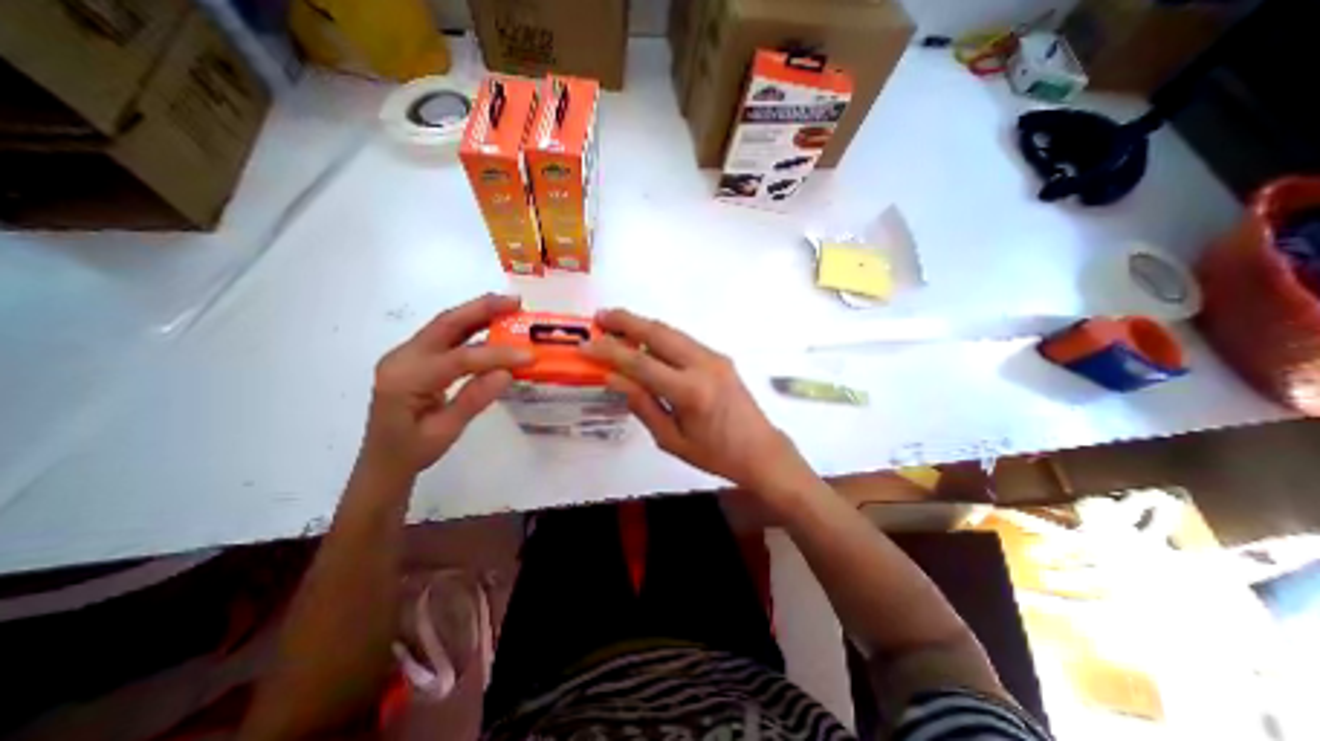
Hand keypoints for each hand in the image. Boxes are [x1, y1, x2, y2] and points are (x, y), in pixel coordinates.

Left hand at [361, 295, 533, 479]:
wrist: (383, 460)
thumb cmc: (412, 451)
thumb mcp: (445, 432)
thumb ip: (473, 400)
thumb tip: (507, 373)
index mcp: (407, 379)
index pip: (458, 358)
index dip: (496, 354)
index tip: (529, 355)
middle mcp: (402, 358)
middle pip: (446, 324)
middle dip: (483, 309)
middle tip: (517, 302)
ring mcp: (407, 354)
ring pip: (446, 324)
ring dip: (479, 312)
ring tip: (510, 306)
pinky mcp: (416, 356)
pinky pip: (446, 335)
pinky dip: (472, 326)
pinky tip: (492, 324)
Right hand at [585, 309, 820, 511]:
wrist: (760, 450)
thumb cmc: (715, 454)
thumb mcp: (672, 440)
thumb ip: (643, 405)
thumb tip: (615, 378)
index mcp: (690, 391)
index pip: (641, 363)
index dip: (610, 352)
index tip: (586, 344)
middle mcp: (703, 365)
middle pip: (658, 333)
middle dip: (626, 321)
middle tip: (600, 316)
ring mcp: (714, 357)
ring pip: (672, 332)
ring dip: (643, 324)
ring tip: (617, 323)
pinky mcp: (720, 358)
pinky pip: (684, 341)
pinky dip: (660, 336)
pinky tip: (645, 339)